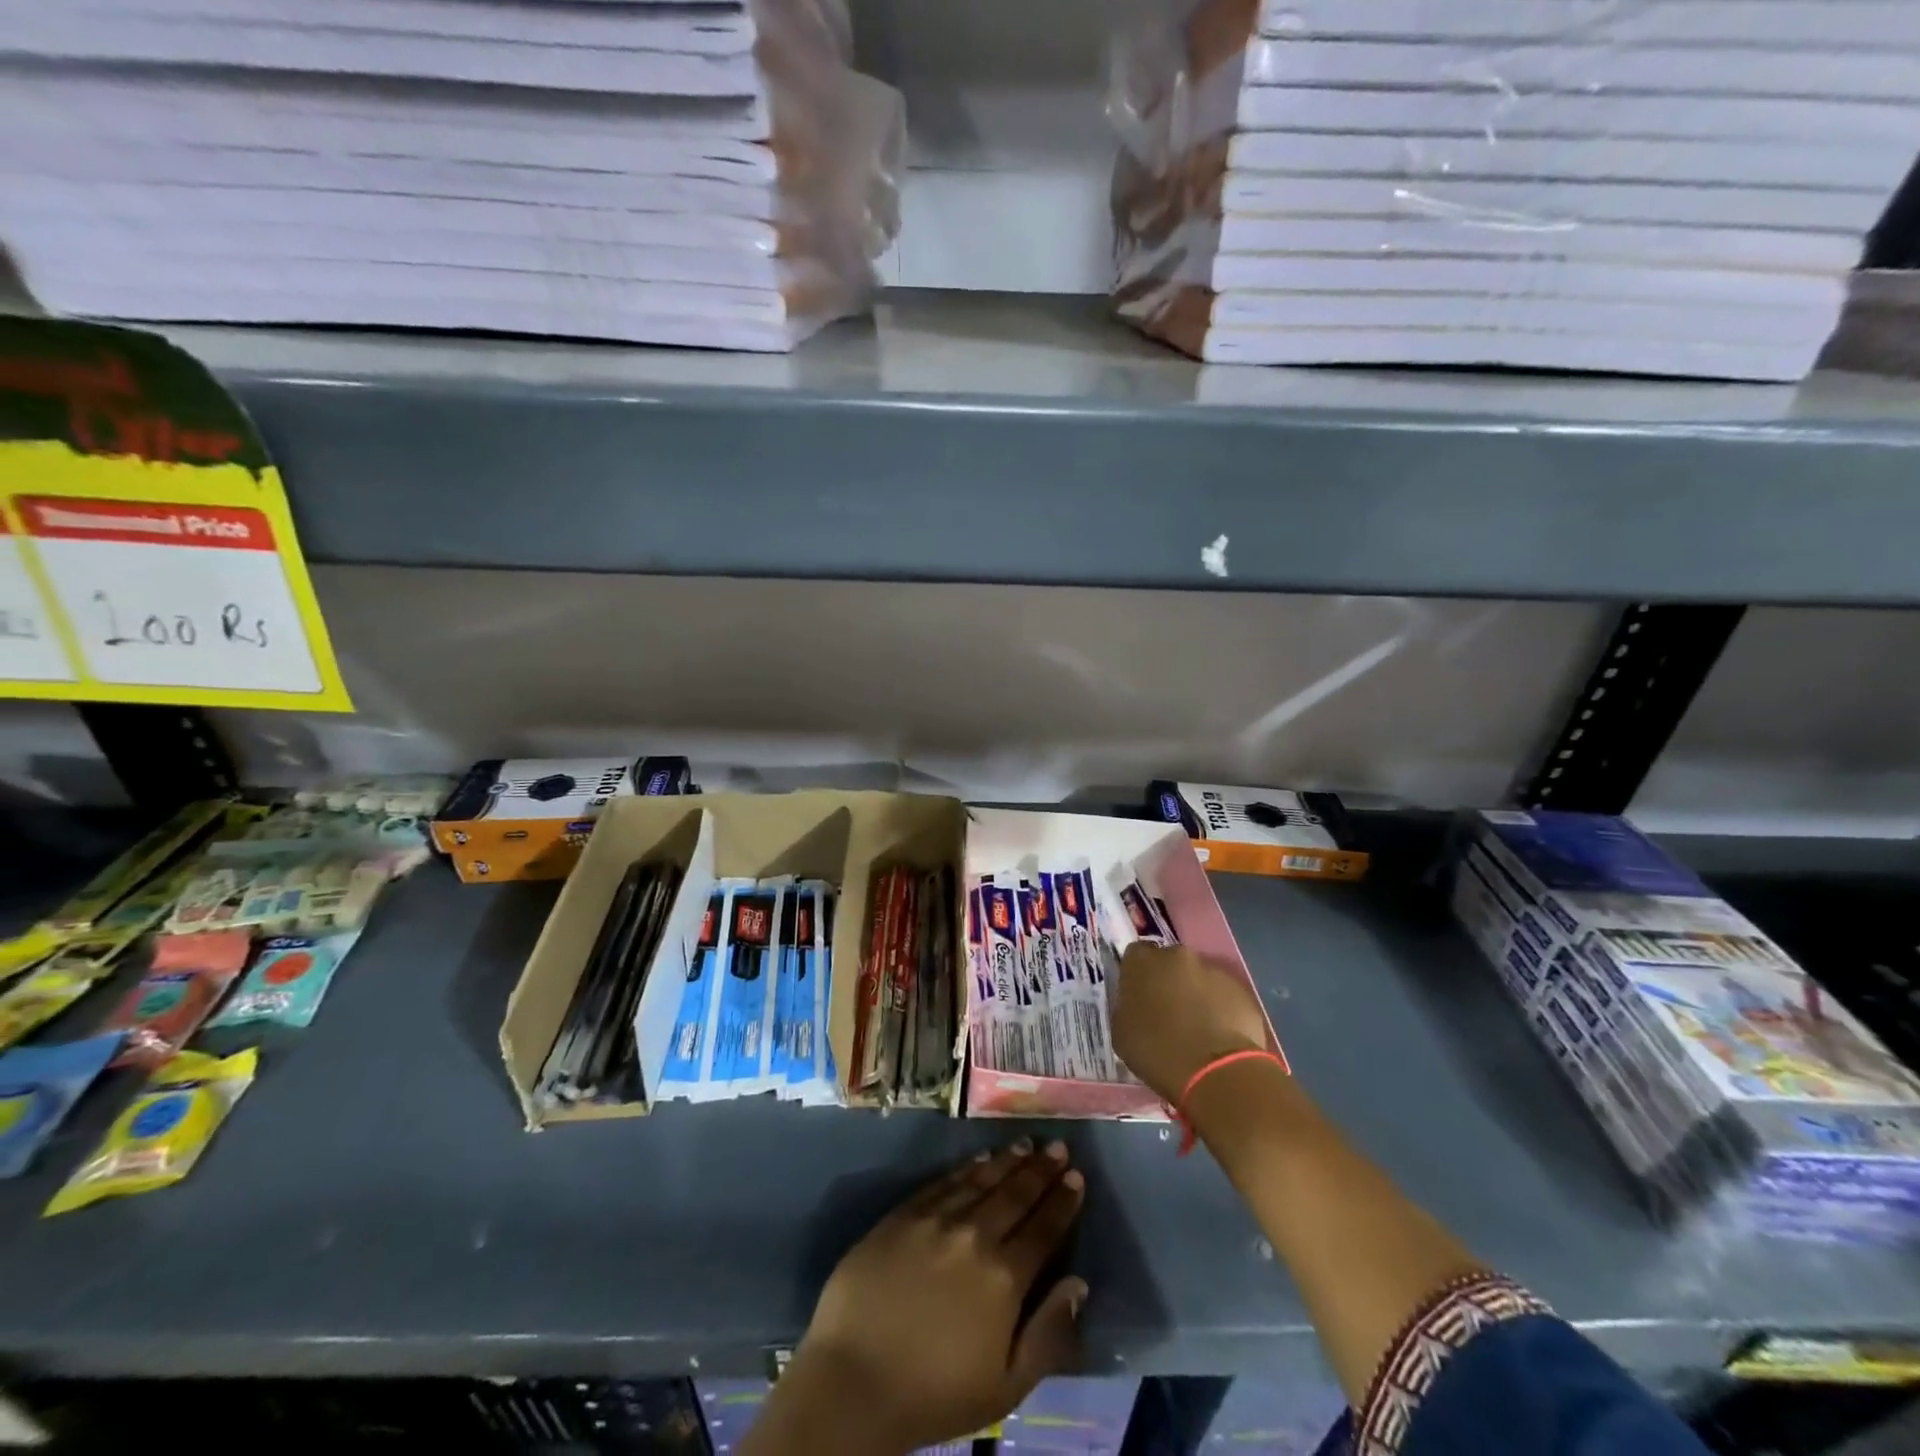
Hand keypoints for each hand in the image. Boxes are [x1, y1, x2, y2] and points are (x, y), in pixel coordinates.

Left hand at [753, 1140, 1087, 1455]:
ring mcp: (936, 1220)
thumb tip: (1079, 1285)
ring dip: (1008, 1160)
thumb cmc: (934, 1394)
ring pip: (981, 1180)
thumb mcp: (1006, 1386)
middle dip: (1041, 1169)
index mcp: (1004, 1278)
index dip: (1063, 1201)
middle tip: (1058, 1146)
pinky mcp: (904, 1213)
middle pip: (1015, 1194)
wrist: (853, 1380)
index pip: (1043, 1229)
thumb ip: (1048, 1334)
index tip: (1077, 1176)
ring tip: (1026, 1143)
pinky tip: (980, 1158)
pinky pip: (944, 1181)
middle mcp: (974, 1236)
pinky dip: (967, 1167)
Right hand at [1111, 942, 1273, 1102]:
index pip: (1135, 955)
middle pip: (1170, 962)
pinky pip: (1224, 994)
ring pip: (1199, 977)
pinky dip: (1220, 1008)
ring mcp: (1213, 969)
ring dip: (1196, 994)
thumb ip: (1127, 1006)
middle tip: (1169, 1012)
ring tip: (1198, 1028)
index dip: (1138, 976)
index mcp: (1142, 962)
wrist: (1216, 1072)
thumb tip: (1136, 1003)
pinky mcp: (1241, 989)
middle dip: (1169, 981)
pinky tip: (1219, 1035)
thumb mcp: (1121, 1032)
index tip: (1140, 997)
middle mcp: (1177, 955)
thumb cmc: (1158, 1052)